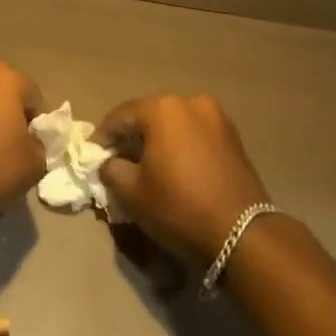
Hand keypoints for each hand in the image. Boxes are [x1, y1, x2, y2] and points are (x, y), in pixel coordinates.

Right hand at [98, 94, 271, 269]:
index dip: (103, 135)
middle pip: (150, 114)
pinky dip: (180, 144)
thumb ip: (111, 169)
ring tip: (146, 163)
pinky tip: (174, 166)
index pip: (121, 116)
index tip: (93, 154)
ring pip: (175, 123)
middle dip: (131, 135)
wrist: (241, 232)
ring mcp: (216, 116)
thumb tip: (109, 162)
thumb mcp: (132, 193)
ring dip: (158, 139)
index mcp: (163, 109)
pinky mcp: (232, 135)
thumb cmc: (179, 207)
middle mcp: (190, 102)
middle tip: (117, 158)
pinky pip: (195, 133)